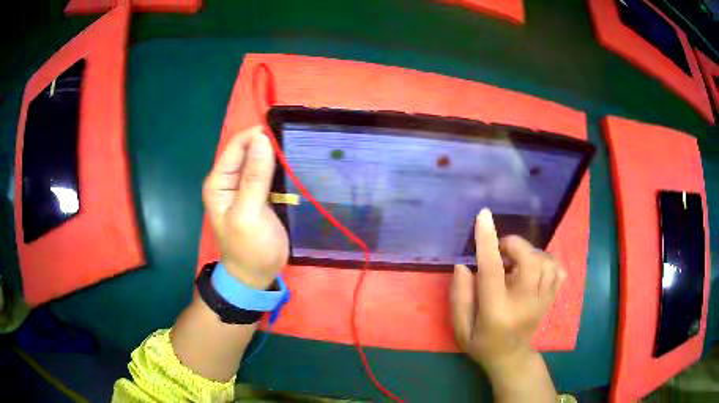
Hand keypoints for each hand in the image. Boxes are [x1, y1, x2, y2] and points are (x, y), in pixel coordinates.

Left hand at [202, 126, 288, 289]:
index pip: (238, 146)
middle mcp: (230, 179)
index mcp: (220, 181)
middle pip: (250, 150)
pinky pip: (271, 173)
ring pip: (262, 160)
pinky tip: (297, 166)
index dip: (259, 136)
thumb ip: (254, 177)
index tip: (286, 132)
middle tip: (297, 142)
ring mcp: (246, 186)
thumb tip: (262, 139)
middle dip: (270, 144)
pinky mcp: (261, 194)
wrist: (256, 276)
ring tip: (301, 150)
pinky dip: (282, 169)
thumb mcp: (248, 214)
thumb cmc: (249, 249)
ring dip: (278, 155)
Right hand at [451, 209, 565, 376]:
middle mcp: (524, 303)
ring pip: (547, 262)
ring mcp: (542, 301)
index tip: (483, 216)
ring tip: (516, 263)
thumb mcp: (460, 328)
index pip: (493, 270)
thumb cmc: (482, 344)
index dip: (488, 240)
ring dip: (530, 253)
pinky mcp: (551, 299)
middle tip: (501, 253)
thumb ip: (460, 296)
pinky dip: (547, 262)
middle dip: (515, 245)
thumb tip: (464, 265)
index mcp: (497, 311)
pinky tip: (534, 269)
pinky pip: (558, 270)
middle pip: (530, 260)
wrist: (511, 359)